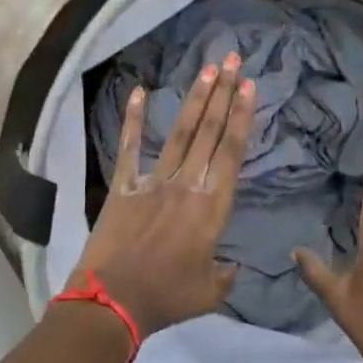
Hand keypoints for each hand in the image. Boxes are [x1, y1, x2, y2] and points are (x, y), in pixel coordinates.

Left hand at [69, 52, 253, 338]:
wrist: (113, 302)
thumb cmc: (166, 298)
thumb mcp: (210, 293)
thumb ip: (225, 273)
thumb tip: (233, 264)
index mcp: (212, 208)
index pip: (232, 152)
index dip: (242, 116)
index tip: (249, 86)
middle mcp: (186, 185)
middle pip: (210, 132)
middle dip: (224, 93)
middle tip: (233, 61)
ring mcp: (153, 181)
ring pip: (180, 133)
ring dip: (195, 99)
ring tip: (207, 69)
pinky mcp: (124, 186)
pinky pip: (130, 147)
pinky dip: (134, 120)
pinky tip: (140, 92)